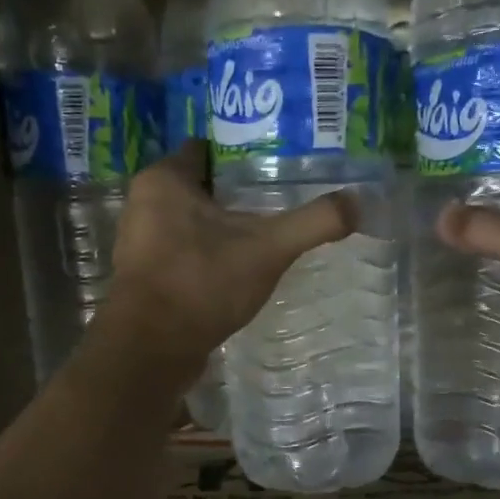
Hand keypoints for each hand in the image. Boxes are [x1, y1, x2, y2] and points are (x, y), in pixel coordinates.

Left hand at [101, 142, 355, 382]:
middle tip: (281, 198)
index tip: (278, 163)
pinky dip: (208, 254)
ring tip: (265, 233)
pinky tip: (237, 268)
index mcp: (164, 179)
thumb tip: (358, 202)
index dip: (243, 154)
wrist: (153, 349)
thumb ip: (314, 222)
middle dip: (238, 192)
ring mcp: (140, 241)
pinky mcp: (145, 276)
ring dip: (223, 226)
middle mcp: (144, 202)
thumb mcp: (268, 249)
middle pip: (201, 186)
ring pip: (191, 221)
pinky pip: (184, 251)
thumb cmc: (202, 283)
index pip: (207, 149)